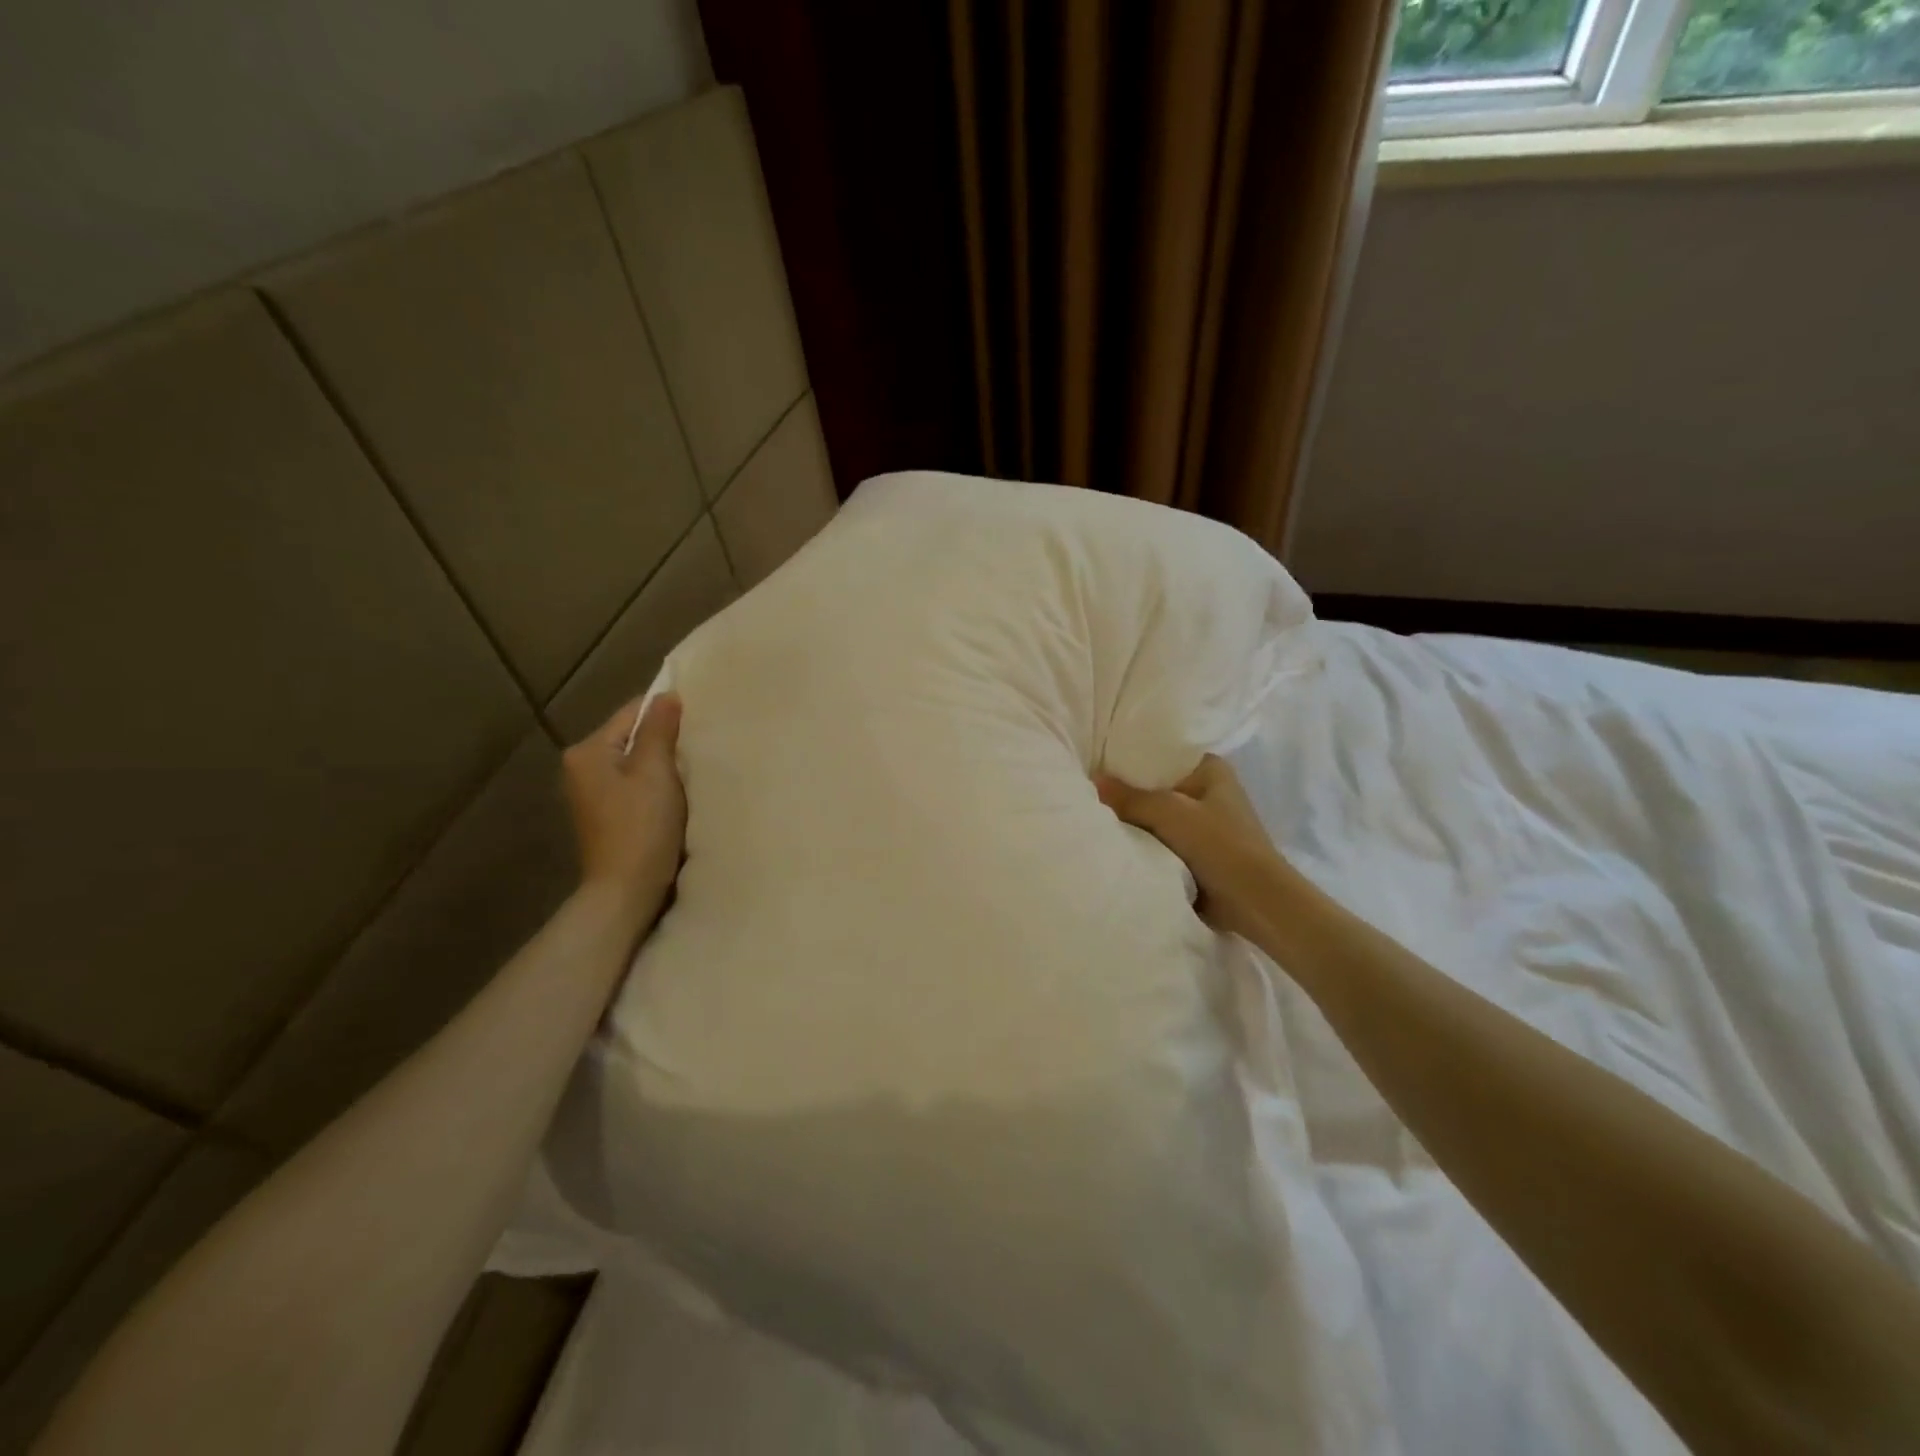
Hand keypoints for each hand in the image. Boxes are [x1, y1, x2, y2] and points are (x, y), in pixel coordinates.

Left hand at [561, 694, 686, 917]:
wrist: (626, 890)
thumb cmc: (641, 826)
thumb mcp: (655, 771)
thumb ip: (660, 729)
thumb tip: (667, 695)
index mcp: (588, 751)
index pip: (632, 713)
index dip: (667, 715)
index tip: (699, 724)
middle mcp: (580, 768)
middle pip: (633, 738)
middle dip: (664, 742)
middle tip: (699, 750)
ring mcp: (590, 794)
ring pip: (635, 763)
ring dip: (662, 767)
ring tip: (690, 774)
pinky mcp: (605, 816)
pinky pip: (634, 786)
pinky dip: (655, 787)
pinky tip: (674, 799)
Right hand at [1096, 755, 1288, 940]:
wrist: (1255, 902)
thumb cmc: (1220, 845)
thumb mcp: (1170, 813)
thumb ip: (1130, 797)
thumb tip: (1093, 781)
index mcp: (1210, 769)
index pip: (1162, 753)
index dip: (1131, 757)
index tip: (1097, 760)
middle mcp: (1207, 790)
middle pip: (1156, 785)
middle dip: (1128, 791)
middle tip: (1088, 788)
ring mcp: (1203, 823)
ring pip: (1156, 815)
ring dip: (1134, 820)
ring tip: (1094, 813)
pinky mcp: (1197, 852)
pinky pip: (1160, 839)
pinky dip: (1143, 842)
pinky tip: (1114, 839)